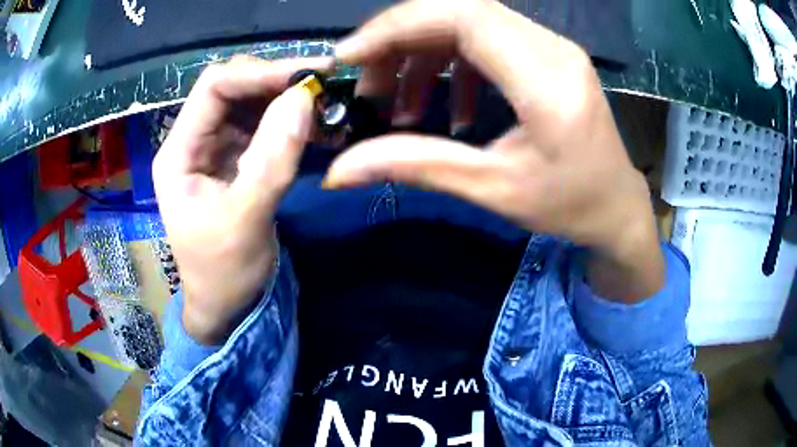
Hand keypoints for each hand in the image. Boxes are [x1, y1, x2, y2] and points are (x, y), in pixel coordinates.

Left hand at [154, 56, 332, 343]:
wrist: (226, 304)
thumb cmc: (223, 273)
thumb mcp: (245, 220)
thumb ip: (272, 159)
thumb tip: (303, 98)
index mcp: (179, 152)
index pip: (214, 88)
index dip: (259, 73)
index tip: (308, 74)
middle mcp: (195, 141)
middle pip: (233, 88)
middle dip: (277, 81)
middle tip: (324, 84)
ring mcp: (217, 148)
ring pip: (252, 102)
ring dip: (288, 99)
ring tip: (327, 103)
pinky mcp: (238, 159)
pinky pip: (266, 125)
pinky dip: (292, 120)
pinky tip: (319, 124)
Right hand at [326, 0, 663, 300]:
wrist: (617, 206)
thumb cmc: (569, 206)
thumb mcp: (492, 190)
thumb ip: (415, 165)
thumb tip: (339, 171)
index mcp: (546, 80)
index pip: (461, 17)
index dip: (396, 27)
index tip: (349, 57)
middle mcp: (552, 48)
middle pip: (459, 9)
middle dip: (400, 38)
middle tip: (367, 82)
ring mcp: (552, 47)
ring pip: (469, 22)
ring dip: (423, 52)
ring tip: (400, 102)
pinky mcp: (548, 55)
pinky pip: (488, 40)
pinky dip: (453, 63)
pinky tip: (449, 105)